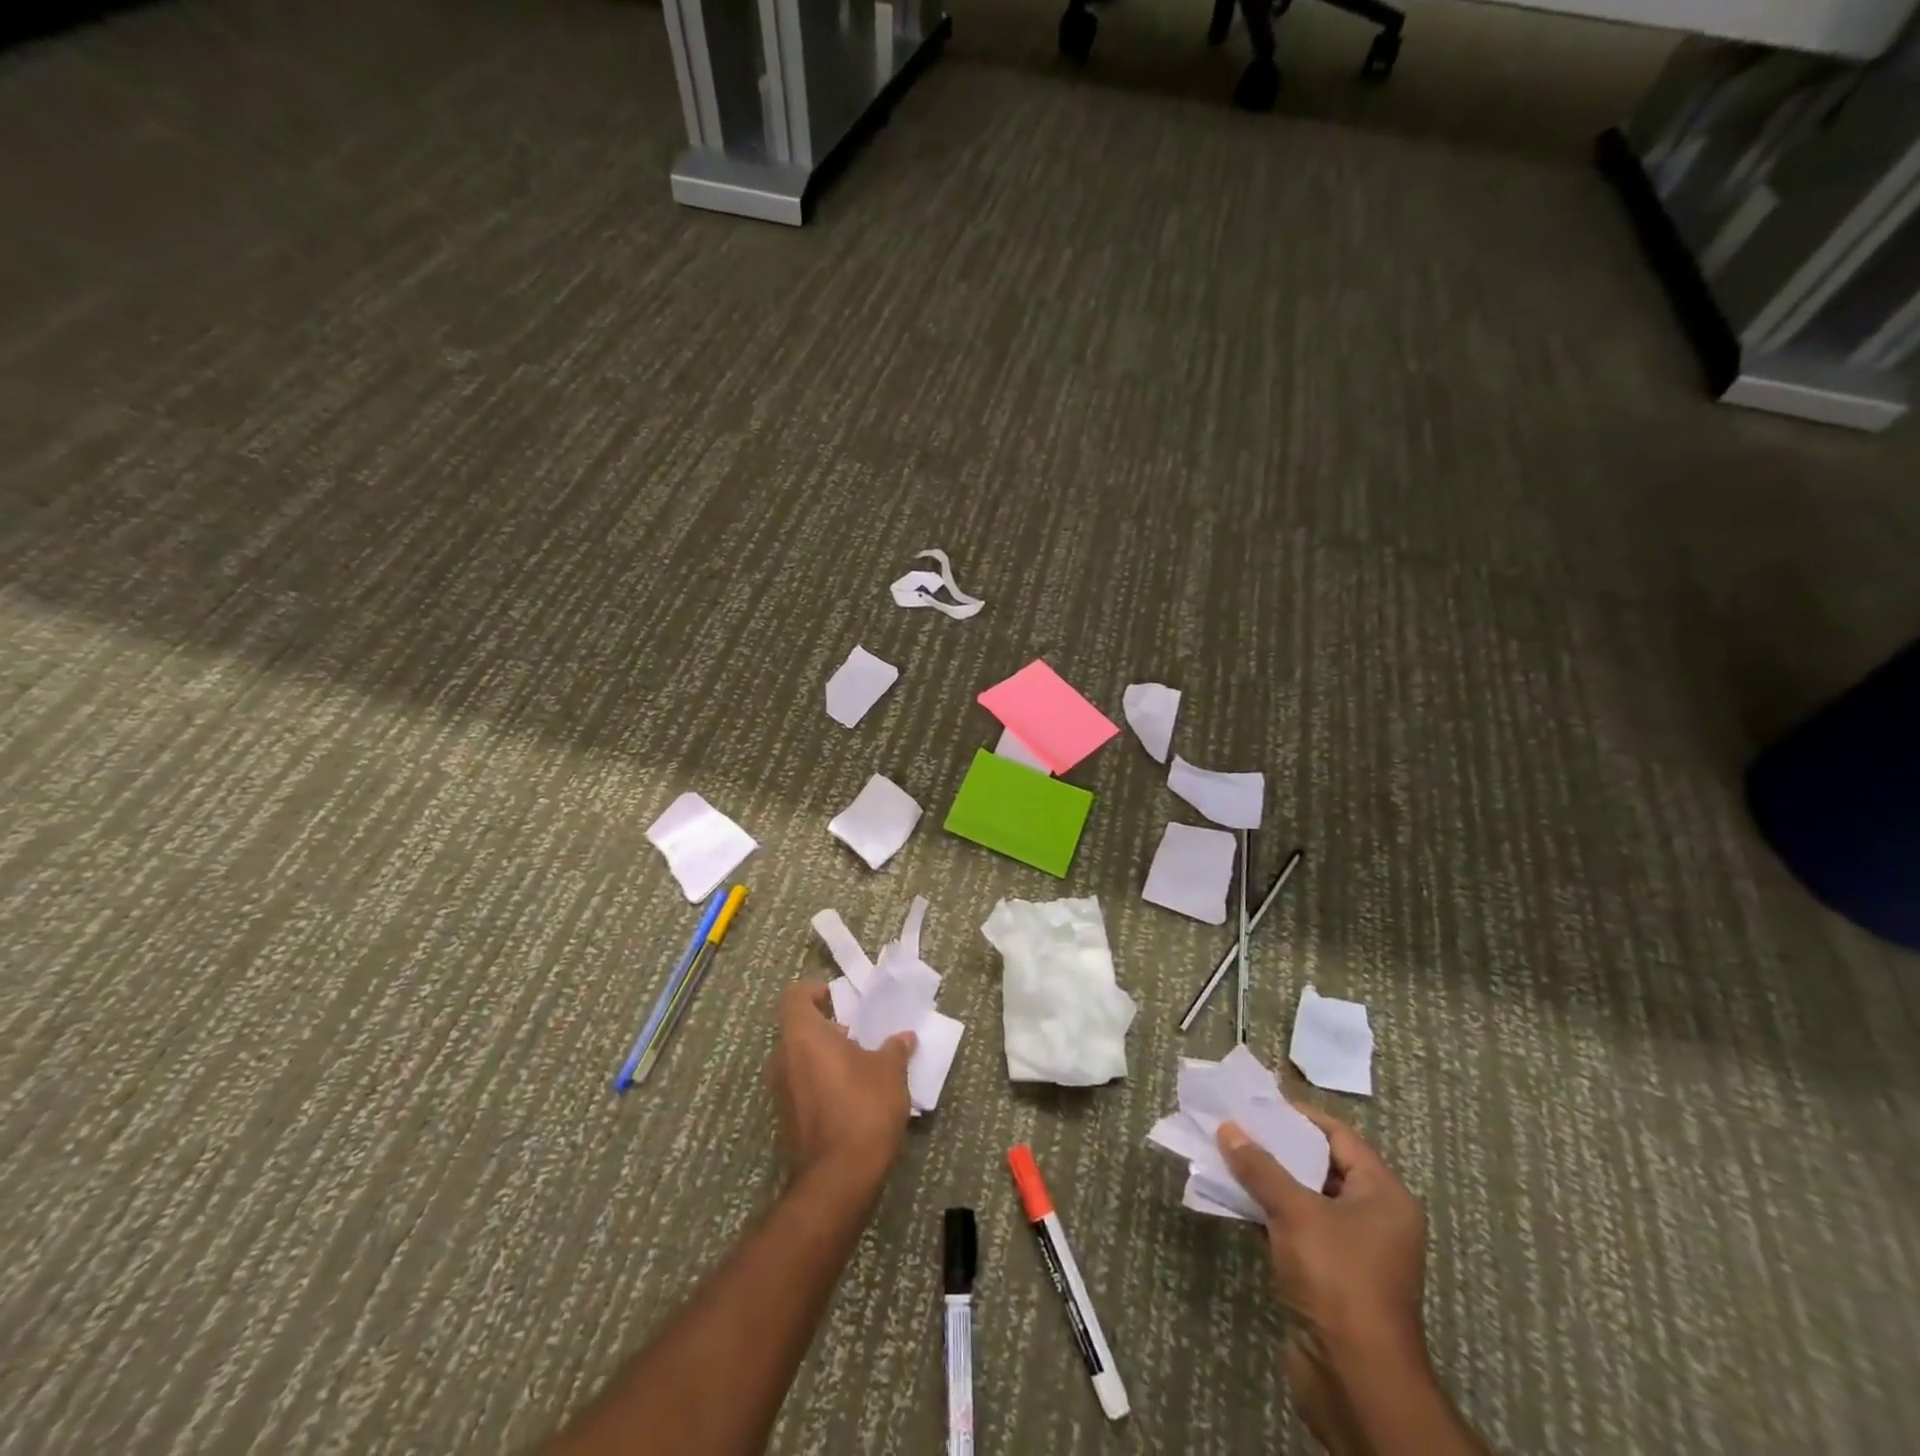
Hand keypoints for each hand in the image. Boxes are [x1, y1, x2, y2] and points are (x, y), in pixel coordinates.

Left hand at [768, 980, 915, 1192]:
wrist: (838, 1178)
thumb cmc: (863, 1107)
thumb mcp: (890, 1071)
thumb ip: (895, 1048)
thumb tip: (904, 1038)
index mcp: (803, 1035)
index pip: (796, 996)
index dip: (815, 991)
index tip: (839, 999)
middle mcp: (783, 1058)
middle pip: (797, 1028)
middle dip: (825, 1026)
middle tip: (856, 1033)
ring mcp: (780, 1091)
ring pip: (798, 1058)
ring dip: (823, 1056)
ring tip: (858, 1065)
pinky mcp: (785, 1119)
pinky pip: (800, 1086)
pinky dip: (820, 1082)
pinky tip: (850, 1096)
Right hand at [1216, 1107, 1427, 1366]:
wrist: (1355, 1380)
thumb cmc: (1337, 1278)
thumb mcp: (1295, 1212)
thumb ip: (1260, 1167)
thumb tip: (1228, 1129)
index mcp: (1384, 1195)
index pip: (1340, 1137)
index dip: (1299, 1116)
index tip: (1257, 1102)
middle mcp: (1374, 1218)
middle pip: (1320, 1166)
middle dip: (1276, 1146)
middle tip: (1234, 1124)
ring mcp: (1351, 1251)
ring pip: (1303, 1198)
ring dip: (1266, 1180)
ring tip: (1225, 1154)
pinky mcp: (1328, 1277)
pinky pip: (1294, 1229)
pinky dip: (1266, 1212)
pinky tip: (1232, 1198)